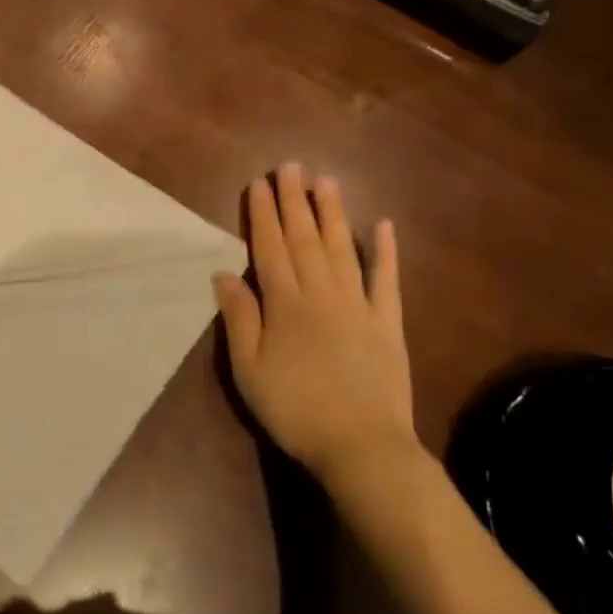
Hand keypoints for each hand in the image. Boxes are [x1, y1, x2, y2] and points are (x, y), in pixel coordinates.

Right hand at [213, 164, 418, 480]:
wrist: (362, 447)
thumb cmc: (294, 409)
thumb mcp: (249, 370)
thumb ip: (239, 318)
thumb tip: (224, 273)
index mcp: (285, 304)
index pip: (270, 248)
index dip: (263, 214)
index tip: (259, 183)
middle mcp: (322, 294)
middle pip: (305, 239)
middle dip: (296, 201)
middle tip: (292, 166)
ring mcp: (359, 306)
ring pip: (343, 249)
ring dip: (333, 214)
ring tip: (327, 182)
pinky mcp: (387, 324)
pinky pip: (386, 281)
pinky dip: (386, 252)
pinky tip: (383, 226)